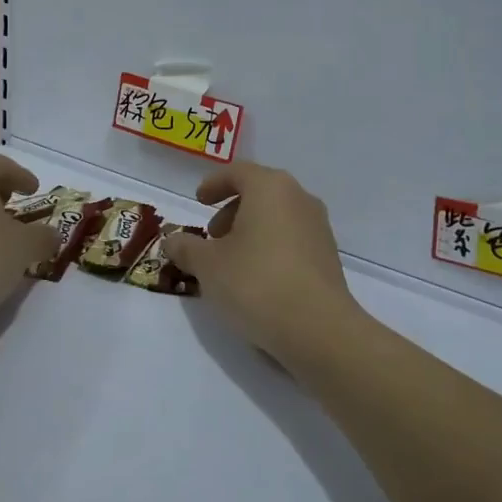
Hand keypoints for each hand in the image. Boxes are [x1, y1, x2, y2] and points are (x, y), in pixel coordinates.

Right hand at [163, 163, 365, 365]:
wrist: (318, 329)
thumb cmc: (256, 282)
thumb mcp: (207, 265)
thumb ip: (186, 248)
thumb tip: (172, 241)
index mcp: (271, 188)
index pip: (239, 172)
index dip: (214, 183)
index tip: (199, 201)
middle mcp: (300, 199)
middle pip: (260, 193)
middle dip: (231, 211)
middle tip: (212, 237)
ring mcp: (319, 228)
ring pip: (277, 217)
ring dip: (251, 231)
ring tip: (230, 262)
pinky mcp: (328, 257)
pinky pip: (292, 240)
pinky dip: (270, 248)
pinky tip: (256, 279)